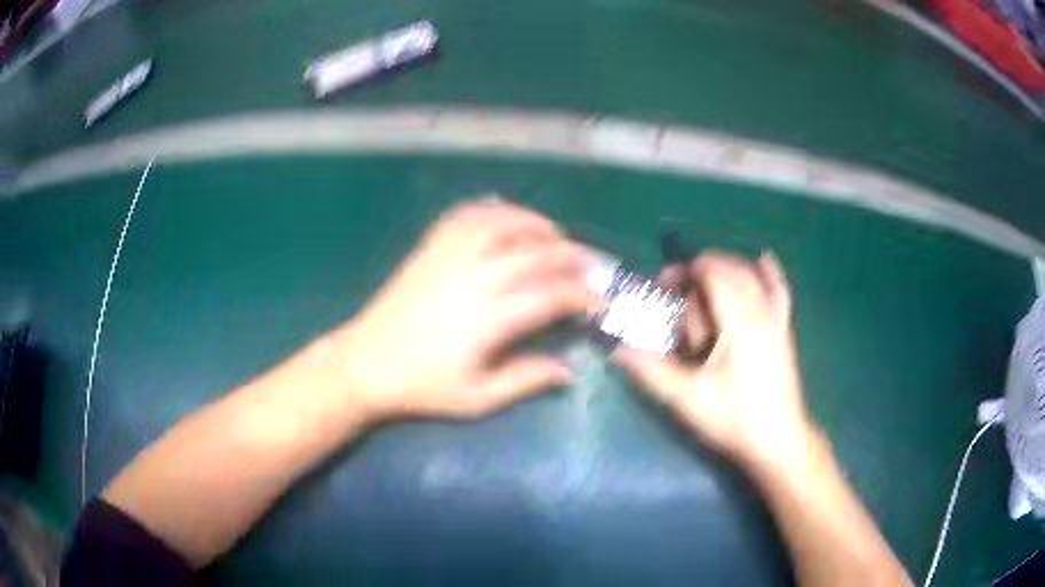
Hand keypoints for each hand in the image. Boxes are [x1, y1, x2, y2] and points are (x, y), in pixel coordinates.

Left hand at [337, 199, 599, 422]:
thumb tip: (568, 371)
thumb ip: (525, 380)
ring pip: (503, 223)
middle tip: (587, 265)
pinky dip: (492, 210)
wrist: (366, 364)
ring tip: (553, 234)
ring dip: (535, 223)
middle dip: (571, 255)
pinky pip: (465, 216)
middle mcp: (475, 276)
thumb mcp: (477, 398)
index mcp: (490, 318)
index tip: (598, 303)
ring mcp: (449, 256)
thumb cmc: (422, 386)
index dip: (583, 296)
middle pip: (536, 252)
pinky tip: (504, 216)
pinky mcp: (430, 248)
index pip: (552, 295)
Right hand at [614, 252, 815, 471]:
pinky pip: (780, 292)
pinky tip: (765, 260)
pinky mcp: (784, 332)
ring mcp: (777, 321)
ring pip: (754, 277)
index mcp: (741, 323)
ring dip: (728, 270)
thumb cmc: (735, 420)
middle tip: (676, 290)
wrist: (779, 441)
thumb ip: (654, 371)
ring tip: (705, 281)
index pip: (715, 275)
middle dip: (702, 270)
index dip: (687, 271)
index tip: (663, 285)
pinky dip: (771, 274)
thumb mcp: (689, 400)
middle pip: (732, 271)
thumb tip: (618, 351)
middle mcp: (762, 313)